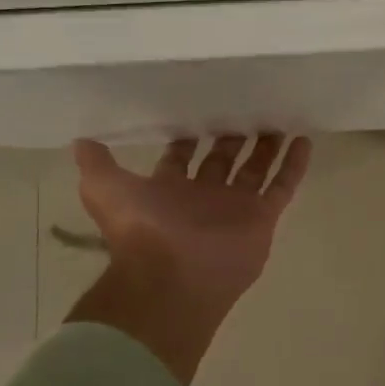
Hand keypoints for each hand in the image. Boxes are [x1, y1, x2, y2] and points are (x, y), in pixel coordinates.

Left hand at [69, 133, 312, 384]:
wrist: (173, 278)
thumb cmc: (141, 230)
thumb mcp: (105, 190)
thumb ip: (97, 165)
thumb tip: (81, 140)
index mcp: (169, 190)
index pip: (183, 157)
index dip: (190, 137)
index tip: (202, 108)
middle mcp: (203, 196)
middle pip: (223, 160)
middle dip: (233, 137)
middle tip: (247, 107)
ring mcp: (236, 207)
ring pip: (256, 169)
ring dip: (267, 147)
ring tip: (279, 119)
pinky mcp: (262, 217)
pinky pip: (282, 186)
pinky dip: (294, 164)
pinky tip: (304, 139)